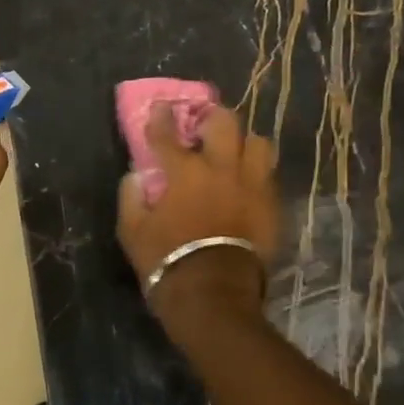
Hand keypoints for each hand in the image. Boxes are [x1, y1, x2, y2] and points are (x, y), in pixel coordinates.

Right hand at [117, 102, 277, 320]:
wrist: (214, 297)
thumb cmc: (167, 262)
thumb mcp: (132, 232)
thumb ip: (131, 198)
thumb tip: (136, 177)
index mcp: (185, 173)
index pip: (168, 134)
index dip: (161, 117)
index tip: (160, 107)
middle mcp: (222, 170)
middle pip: (225, 123)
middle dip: (212, 116)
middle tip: (203, 124)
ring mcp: (253, 186)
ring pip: (258, 143)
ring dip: (244, 142)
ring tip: (234, 152)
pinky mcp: (272, 206)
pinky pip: (269, 175)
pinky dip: (256, 172)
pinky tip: (246, 182)